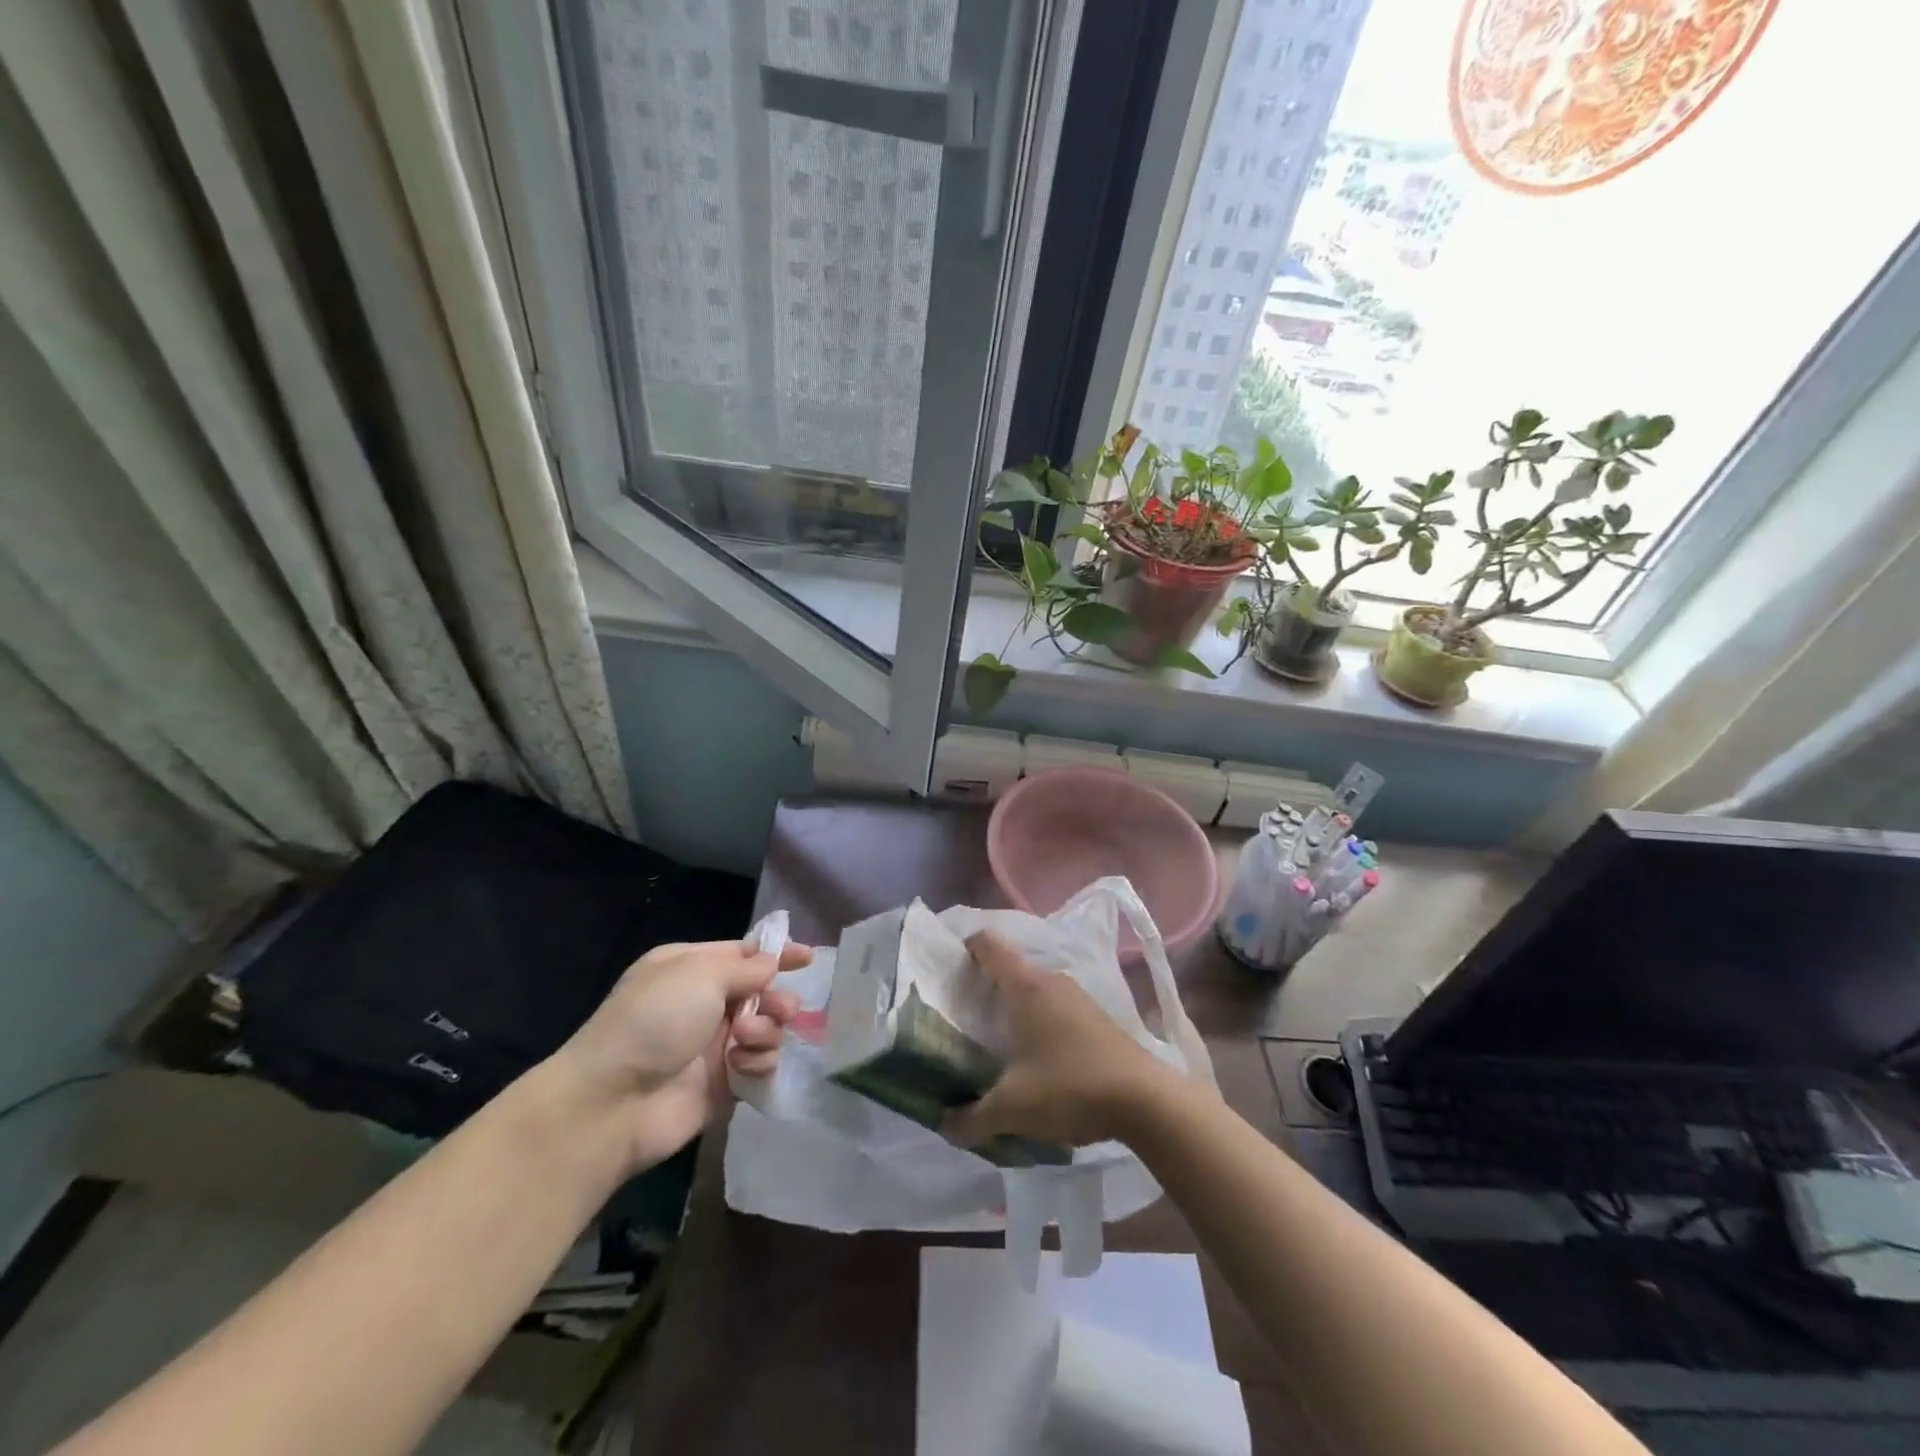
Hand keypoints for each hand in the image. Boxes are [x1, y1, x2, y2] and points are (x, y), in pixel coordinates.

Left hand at [545, 938, 811, 1175]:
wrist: (612, 1102)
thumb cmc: (654, 1021)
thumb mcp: (700, 974)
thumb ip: (746, 968)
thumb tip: (771, 965)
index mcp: (691, 968)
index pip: (744, 955)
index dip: (776, 955)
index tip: (809, 958)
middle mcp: (704, 1003)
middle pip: (762, 993)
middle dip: (776, 999)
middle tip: (780, 1010)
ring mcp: (714, 1045)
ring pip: (768, 1028)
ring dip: (766, 1031)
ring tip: (744, 1041)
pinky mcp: (725, 1083)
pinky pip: (761, 1064)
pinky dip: (759, 1062)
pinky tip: (741, 1067)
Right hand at [944, 930, 1174, 1150]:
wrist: (1146, 1100)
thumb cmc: (1070, 1087)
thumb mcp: (1012, 1108)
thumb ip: (972, 1117)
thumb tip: (945, 1125)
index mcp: (1025, 986)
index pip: (988, 943)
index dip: (964, 948)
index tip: (948, 973)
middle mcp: (1051, 980)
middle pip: (1009, 967)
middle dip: (984, 986)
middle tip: (963, 1017)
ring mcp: (1078, 996)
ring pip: (1034, 989)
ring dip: (1013, 1007)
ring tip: (995, 1041)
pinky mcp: (1096, 1017)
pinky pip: (1055, 1006)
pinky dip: (1038, 1021)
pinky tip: (1035, 1058)